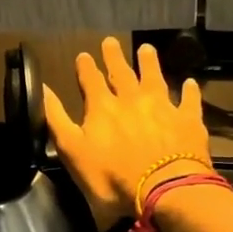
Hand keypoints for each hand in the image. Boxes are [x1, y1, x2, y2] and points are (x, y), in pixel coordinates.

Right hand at [43, 37, 212, 230]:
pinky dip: (189, 91)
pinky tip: (190, 83)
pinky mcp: (188, 121)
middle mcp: (132, 100)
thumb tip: (42, 88)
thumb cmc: (111, 178)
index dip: (85, 67)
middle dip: (114, 57)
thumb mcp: (72, 151)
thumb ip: (56, 119)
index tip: (83, 55)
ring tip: (146, 49)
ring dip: (149, 63)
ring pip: (154, 78)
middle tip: (110, 41)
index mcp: (102, 108)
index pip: (90, 80)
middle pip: (121, 73)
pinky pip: (189, 100)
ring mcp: (163, 107)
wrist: (163, 191)